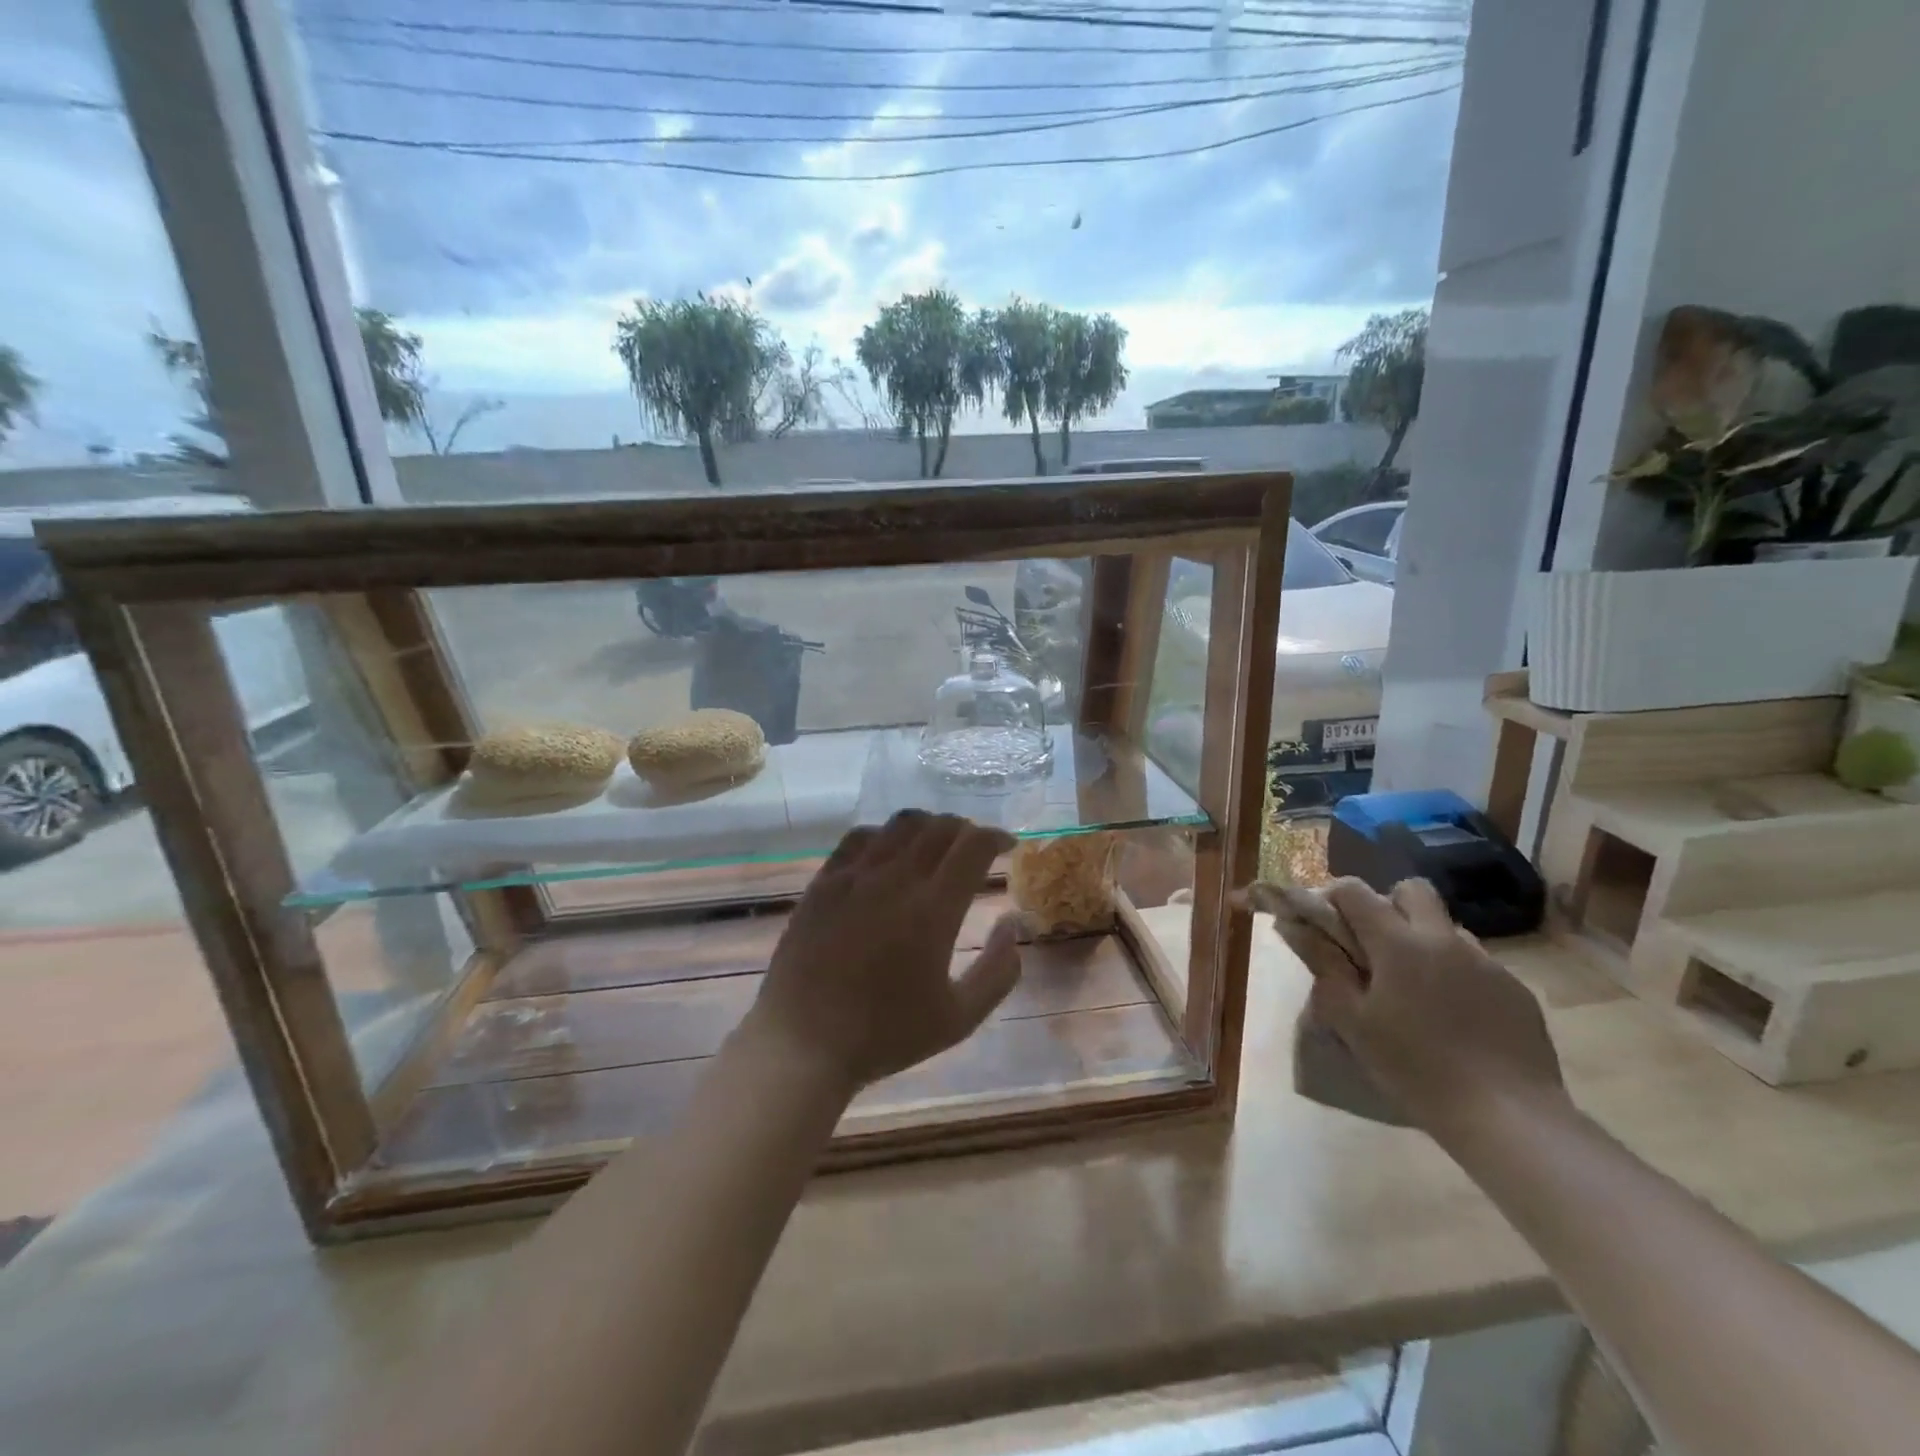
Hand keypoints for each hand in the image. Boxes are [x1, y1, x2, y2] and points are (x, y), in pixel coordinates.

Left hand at [746, 811, 1023, 1090]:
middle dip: (966, 830)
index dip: (995, 837)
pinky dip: (885, 835)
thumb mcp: (958, 1018)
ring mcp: (855, 876)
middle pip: (940, 827)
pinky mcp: (824, 882)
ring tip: (936, 845)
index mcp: (933, 909)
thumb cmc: (885, 1035)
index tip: (1006, 846)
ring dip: (929, 826)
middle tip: (974, 848)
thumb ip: (998, 972)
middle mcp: (896, 879)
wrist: (803, 1043)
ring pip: (900, 825)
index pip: (973, 846)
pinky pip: (860, 837)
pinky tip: (888, 852)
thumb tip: (1012, 924)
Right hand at [1317, 878, 1567, 1134]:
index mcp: (1398, 943)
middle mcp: (1443, 939)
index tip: (1326, 924)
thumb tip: (1295, 927)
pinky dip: (1456, 974)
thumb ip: (1325, 968)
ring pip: (1446, 927)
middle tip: (1374, 947)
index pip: (1355, 891)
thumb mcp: (1353, 1022)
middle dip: (1388, 904)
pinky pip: (1476, 962)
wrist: (1509, 1118)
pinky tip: (1453, 1017)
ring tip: (1415, 989)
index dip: (1333, 898)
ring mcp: (1486, 962)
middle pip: (1412, 890)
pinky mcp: (1516, 990)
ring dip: (1424, 941)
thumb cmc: (1416, 1068)